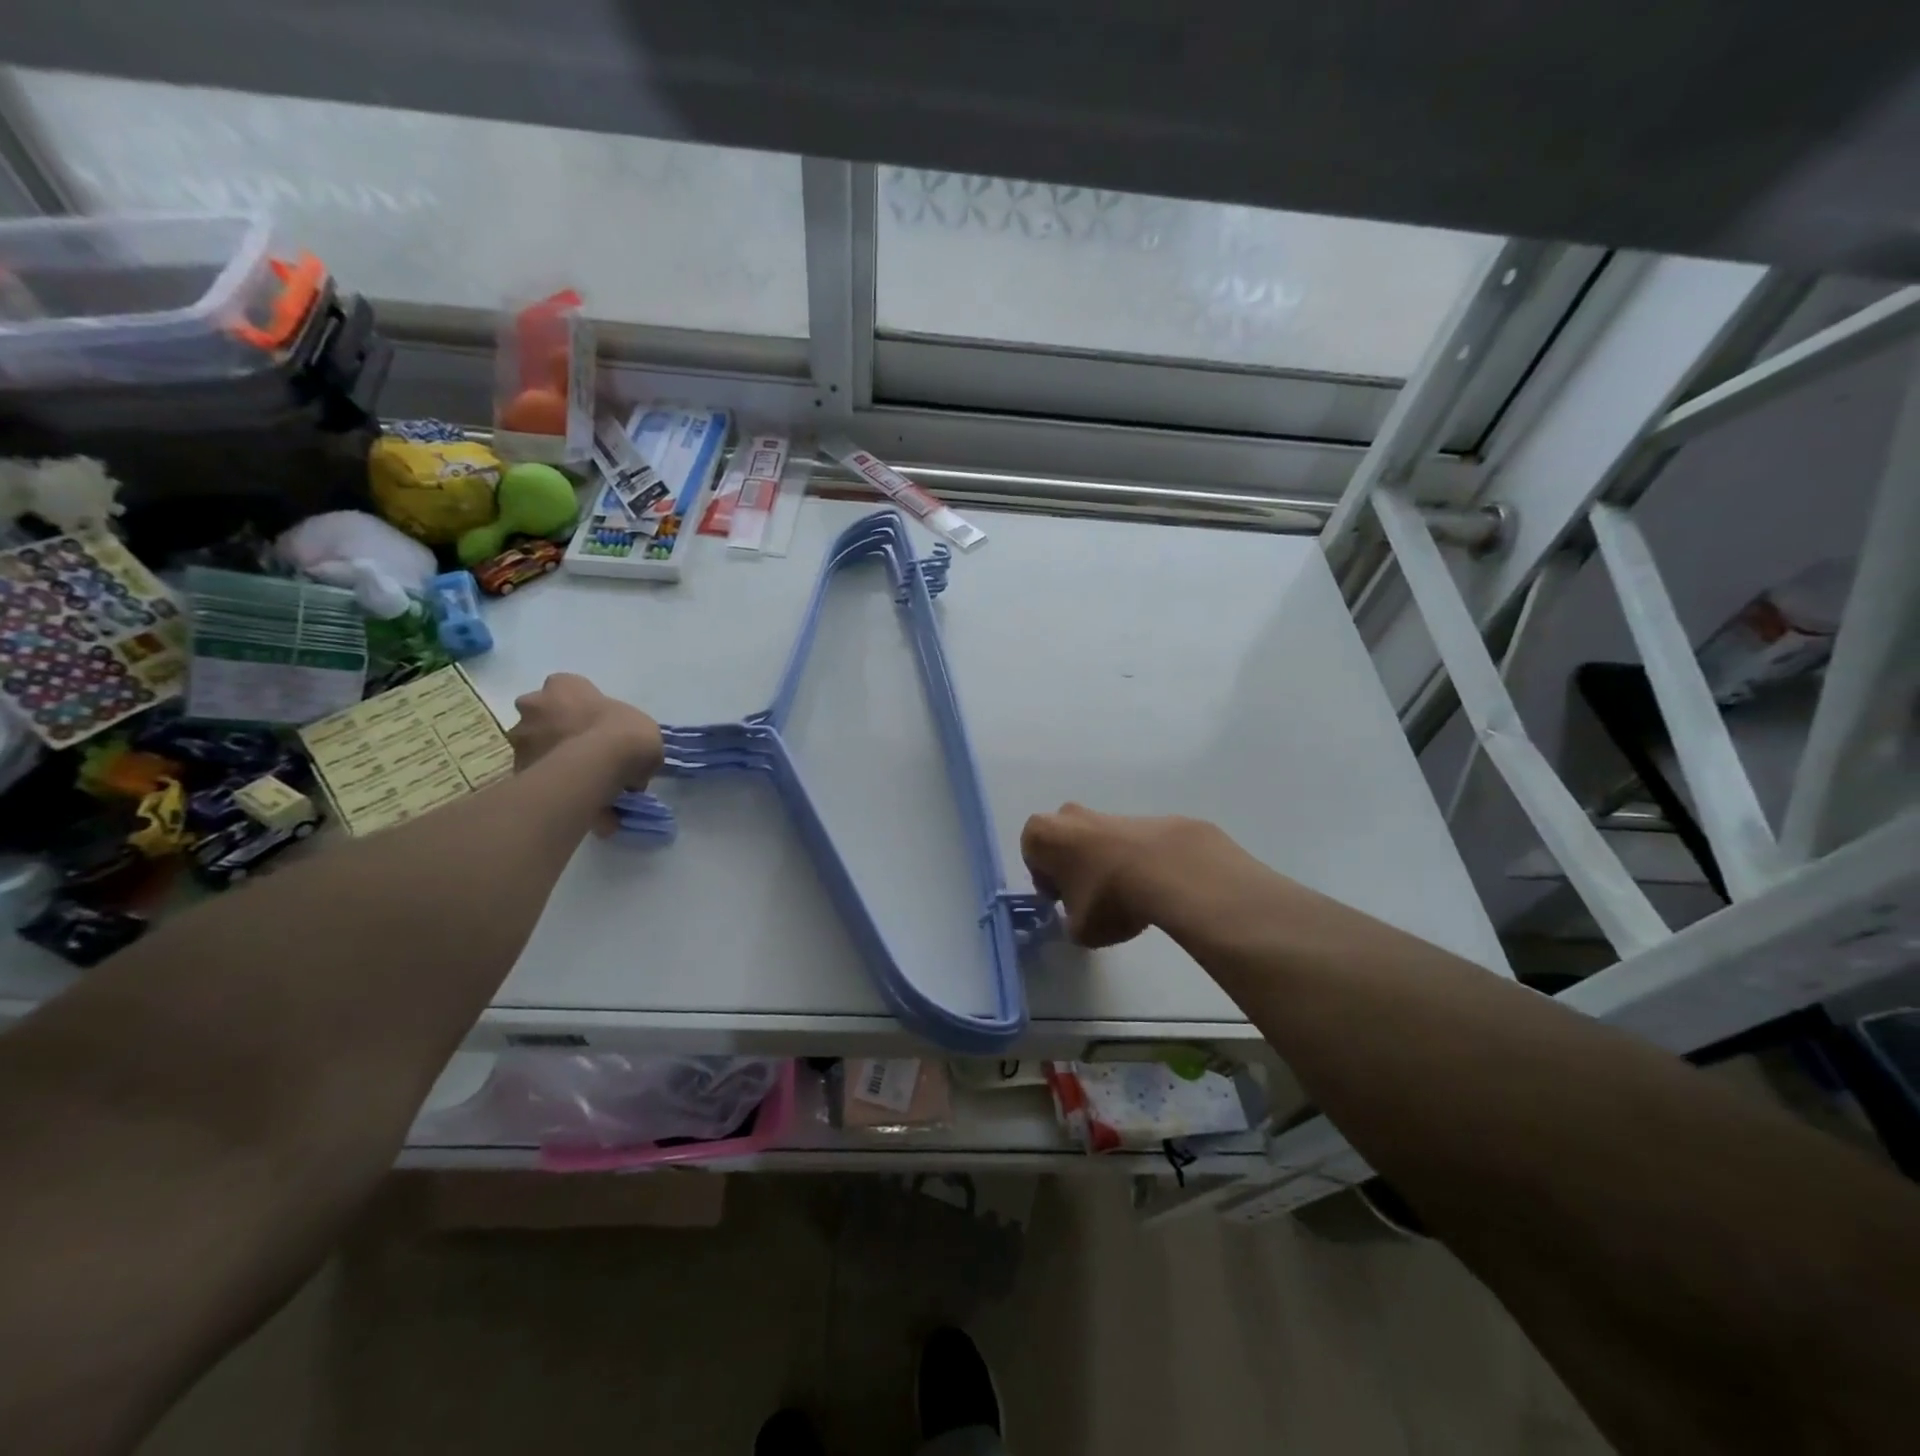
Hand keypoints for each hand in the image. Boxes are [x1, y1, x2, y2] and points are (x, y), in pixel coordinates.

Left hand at [509, 674, 662, 792]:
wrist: (597, 768)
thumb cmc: (623, 733)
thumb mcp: (644, 729)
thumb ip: (629, 737)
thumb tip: (629, 759)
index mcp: (564, 685)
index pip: (567, 688)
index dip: (583, 706)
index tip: (599, 724)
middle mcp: (533, 705)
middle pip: (543, 715)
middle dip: (558, 730)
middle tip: (585, 751)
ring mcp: (521, 739)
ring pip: (536, 746)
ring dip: (553, 758)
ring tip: (581, 781)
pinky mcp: (517, 771)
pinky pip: (538, 776)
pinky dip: (553, 784)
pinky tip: (575, 797)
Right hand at [1020, 804, 1234, 947]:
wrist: (1167, 868)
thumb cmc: (1106, 897)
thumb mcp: (1079, 930)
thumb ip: (1072, 923)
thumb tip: (1081, 918)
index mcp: (1040, 835)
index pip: (1033, 859)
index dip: (1048, 884)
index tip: (1064, 902)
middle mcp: (1067, 815)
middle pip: (1063, 844)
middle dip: (1073, 867)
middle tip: (1089, 897)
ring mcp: (1104, 812)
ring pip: (1094, 841)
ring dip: (1102, 864)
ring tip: (1123, 895)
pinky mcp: (1139, 816)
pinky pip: (1123, 842)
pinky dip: (1129, 860)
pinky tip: (1145, 885)